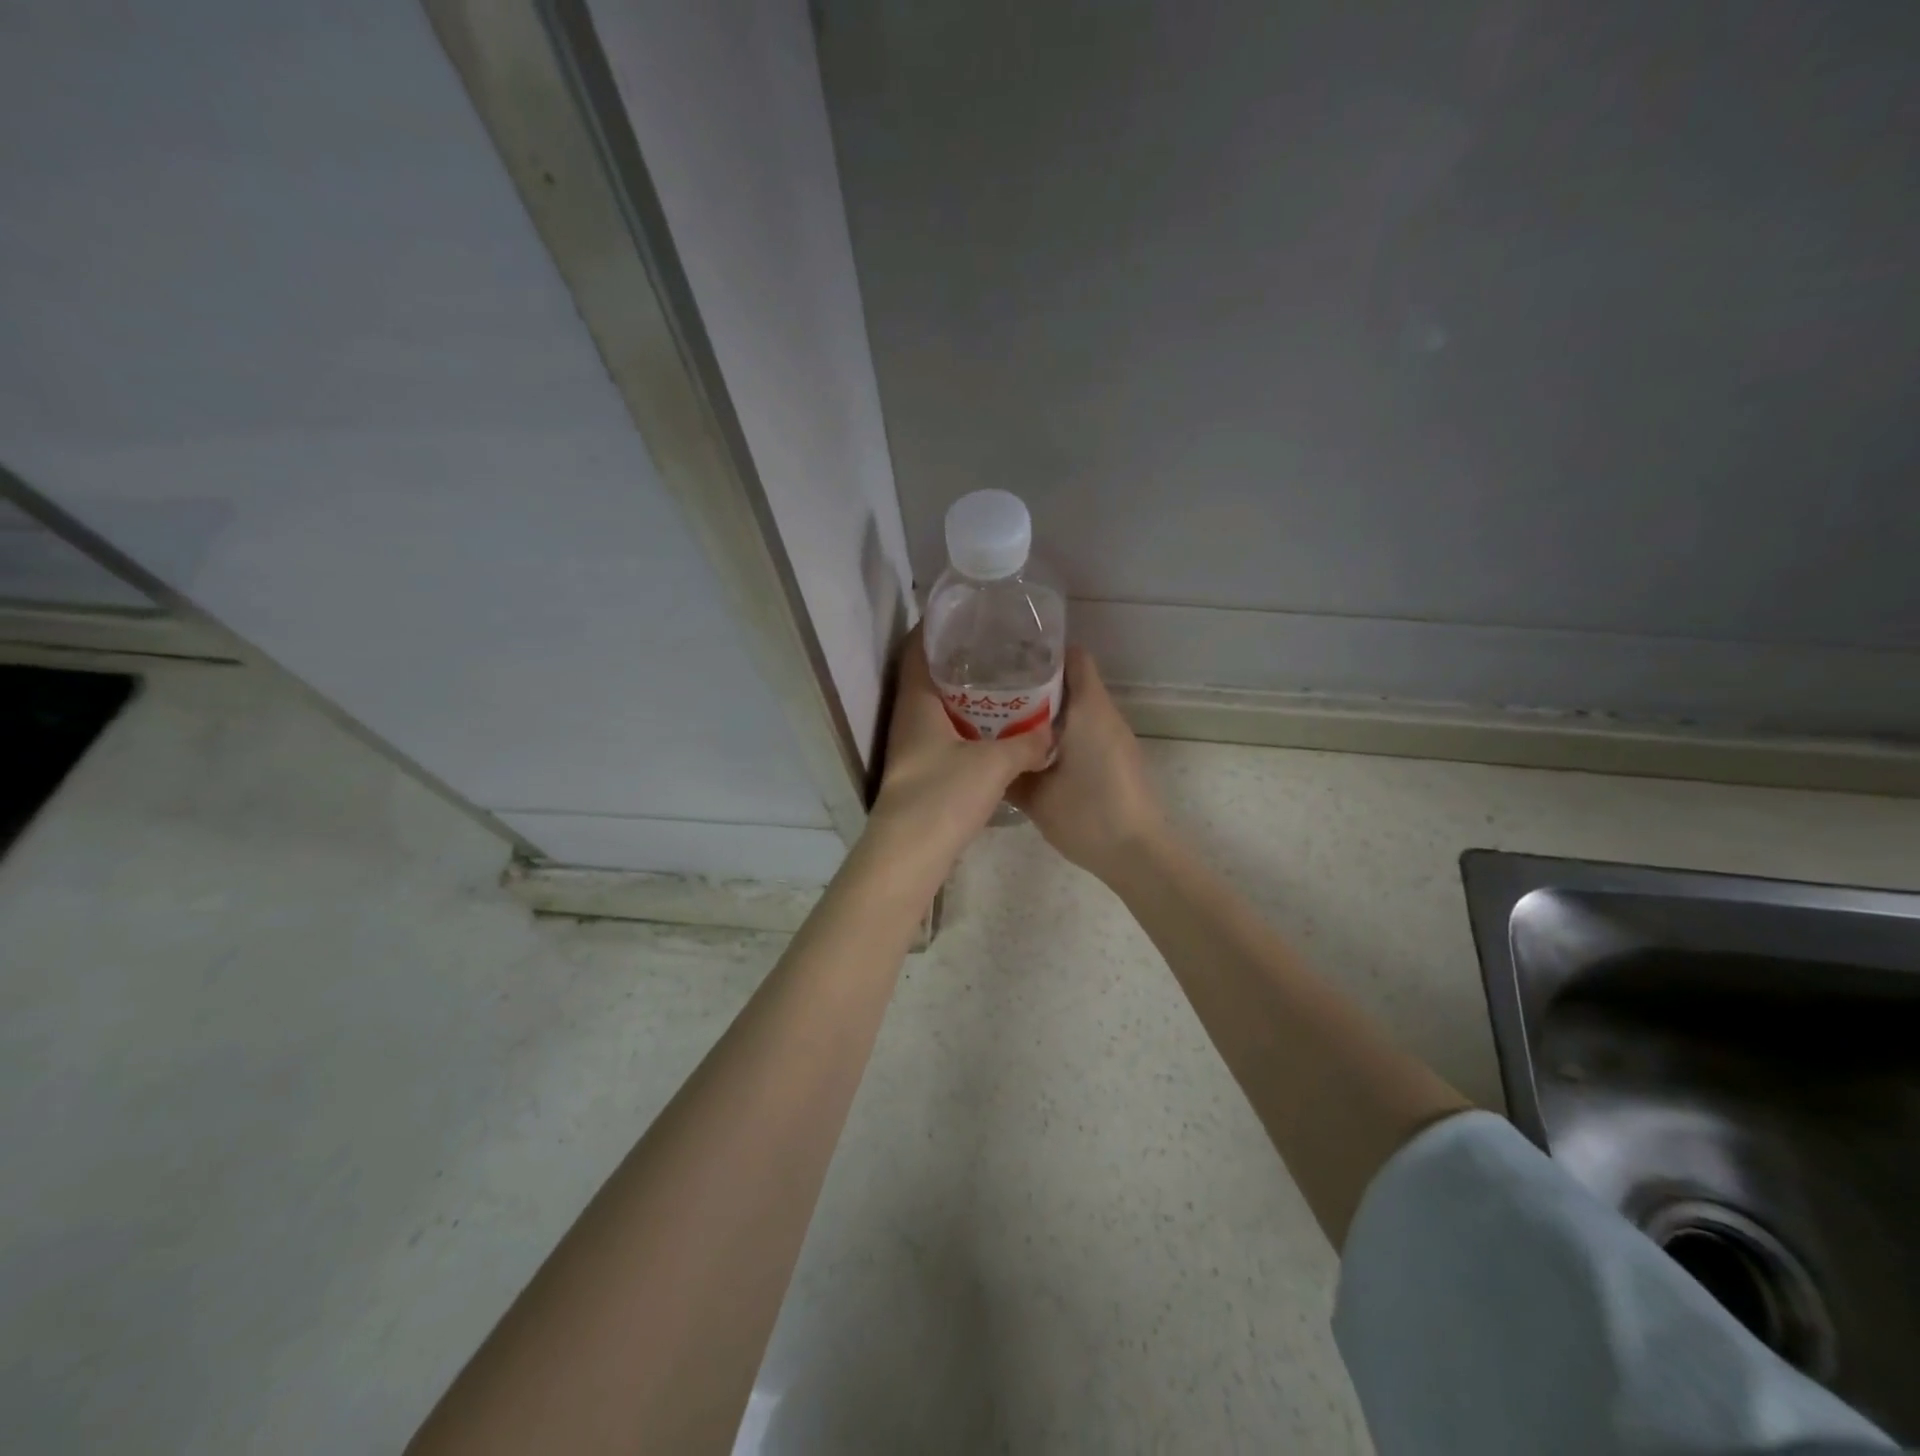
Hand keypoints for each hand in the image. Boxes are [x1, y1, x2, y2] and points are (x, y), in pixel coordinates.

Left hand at [868, 625, 1053, 875]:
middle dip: (958, 659)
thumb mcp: (994, 764)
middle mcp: (908, 718)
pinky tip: (994, 729)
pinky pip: (944, 733)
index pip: (918, 649)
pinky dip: (966, 724)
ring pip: (937, 707)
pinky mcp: (922, 770)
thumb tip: (1051, 734)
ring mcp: (912, 746)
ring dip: (964, 694)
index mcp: (916, 703)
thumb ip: (1027, 744)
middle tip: (996, 645)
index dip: (937, 626)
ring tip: (1002, 682)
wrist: (911, 852)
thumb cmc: (944, 795)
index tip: (967, 612)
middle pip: (928, 676)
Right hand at [1007, 647, 1166, 882]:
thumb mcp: (1035, 795)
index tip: (1009, 660)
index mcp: (1087, 710)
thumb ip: (1009, 770)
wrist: (1137, 853)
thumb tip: (983, 756)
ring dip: (1048, 709)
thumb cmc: (1087, 815)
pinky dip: (1062, 730)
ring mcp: (1115, 736)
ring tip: (1008, 720)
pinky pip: (1086, 728)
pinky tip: (1034, 750)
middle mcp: (1105, 714)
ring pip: (1078, 707)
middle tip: (996, 692)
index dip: (1042, 653)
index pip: (1072, 657)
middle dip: (1036, 682)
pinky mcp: (1118, 757)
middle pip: (1072, 680)